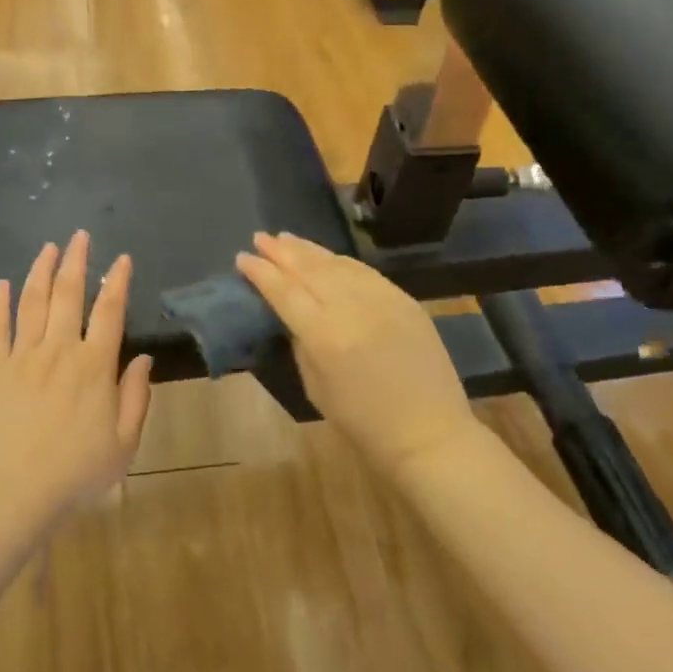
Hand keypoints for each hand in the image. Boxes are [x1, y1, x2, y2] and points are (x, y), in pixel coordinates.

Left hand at [0, 232, 153, 526]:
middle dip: (76, 261)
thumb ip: (136, 397)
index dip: (117, 282)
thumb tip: (144, 359)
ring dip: (41, 271)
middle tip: (79, 235)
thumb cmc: (75, 473)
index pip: (109, 311)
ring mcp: (23, 356)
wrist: (12, 493)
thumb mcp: (124, 443)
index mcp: (94, 365)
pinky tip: (3, 284)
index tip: (121, 259)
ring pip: (33, 302)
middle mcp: (59, 350)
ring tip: (48, 247)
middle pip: (68, 294)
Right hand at [236, 232, 475, 480]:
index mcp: (325, 336)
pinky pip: (364, 271)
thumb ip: (302, 344)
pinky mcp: (404, 299)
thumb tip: (293, 316)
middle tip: (260, 238)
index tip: (242, 257)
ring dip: (308, 249)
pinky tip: (327, 256)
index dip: (261, 273)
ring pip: (337, 263)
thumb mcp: (317, 388)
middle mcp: (352, 308)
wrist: (430, 433)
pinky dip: (340, 260)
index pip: (285, 292)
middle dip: (281, 252)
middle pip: (309, 269)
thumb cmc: (364, 423)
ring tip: (286, 238)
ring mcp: (382, 299)